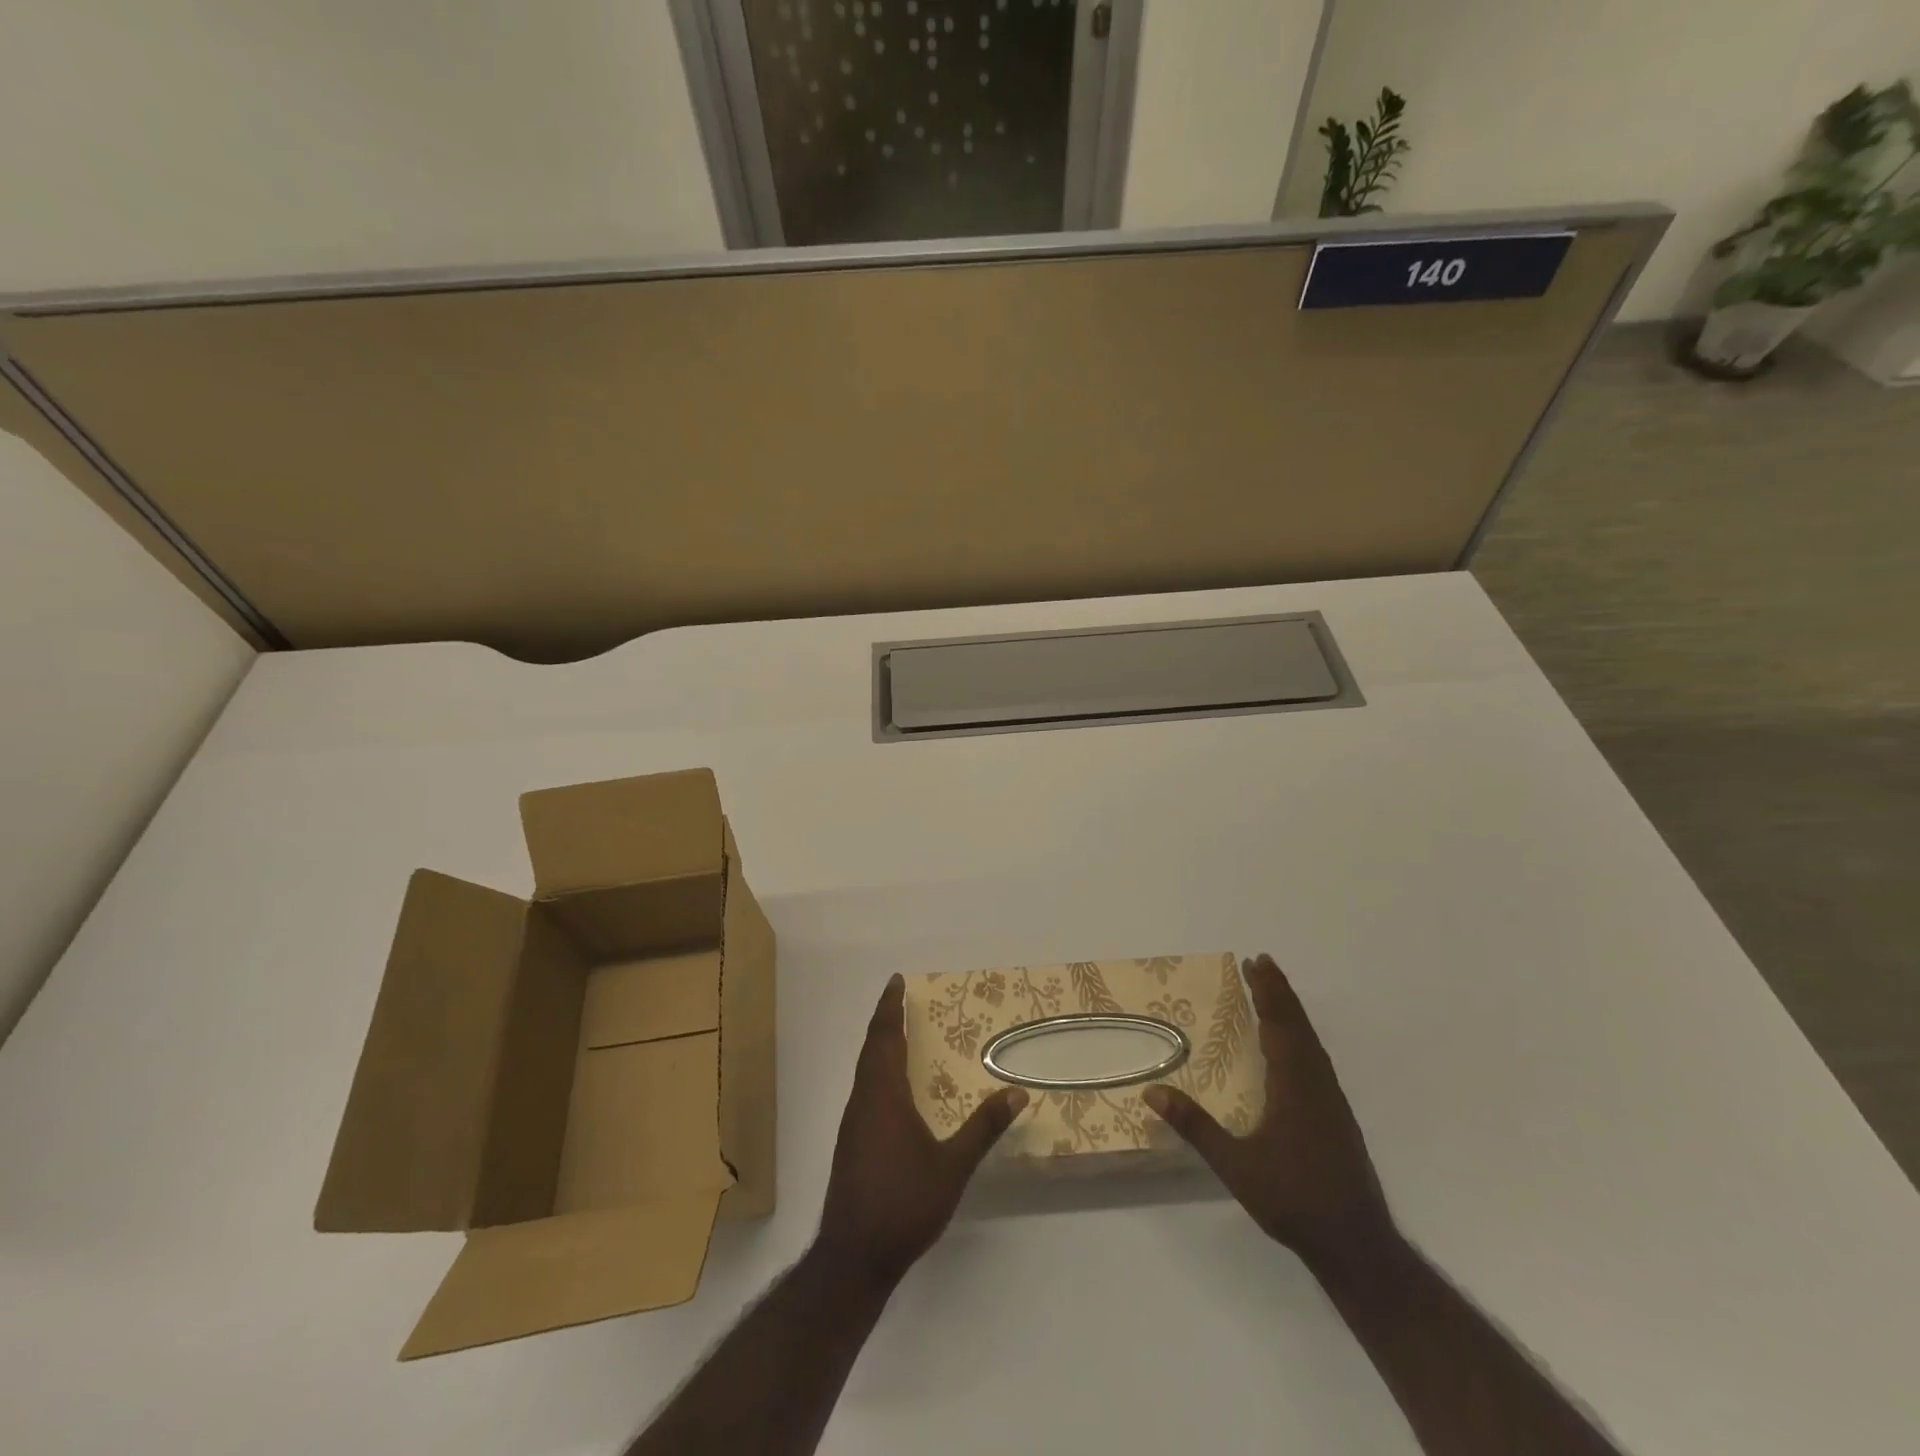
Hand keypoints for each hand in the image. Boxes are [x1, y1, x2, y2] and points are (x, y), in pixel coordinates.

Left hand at [817, 974, 1027, 1287]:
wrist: (853, 1257)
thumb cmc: (904, 1204)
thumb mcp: (952, 1167)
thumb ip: (983, 1128)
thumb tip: (1016, 1092)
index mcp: (884, 1095)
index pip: (884, 1037)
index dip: (889, 1008)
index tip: (896, 981)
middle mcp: (863, 1101)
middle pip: (871, 1048)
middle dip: (884, 1020)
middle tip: (899, 998)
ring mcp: (853, 1123)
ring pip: (864, 1070)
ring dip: (879, 1045)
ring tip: (898, 1034)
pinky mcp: (851, 1143)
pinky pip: (864, 1089)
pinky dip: (877, 1070)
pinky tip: (893, 1087)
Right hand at [1145, 954, 1394, 1270]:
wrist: (1356, 1245)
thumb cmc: (1294, 1200)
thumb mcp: (1236, 1166)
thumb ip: (1196, 1127)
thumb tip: (1152, 1092)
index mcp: (1295, 1086)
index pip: (1280, 1025)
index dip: (1268, 992)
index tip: (1256, 962)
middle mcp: (1317, 1084)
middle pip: (1299, 1026)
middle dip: (1279, 993)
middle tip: (1261, 964)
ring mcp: (1331, 1101)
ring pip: (1311, 1042)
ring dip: (1291, 1013)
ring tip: (1272, 994)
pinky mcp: (1336, 1117)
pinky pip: (1316, 1059)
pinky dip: (1300, 1036)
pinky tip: (1291, 1047)